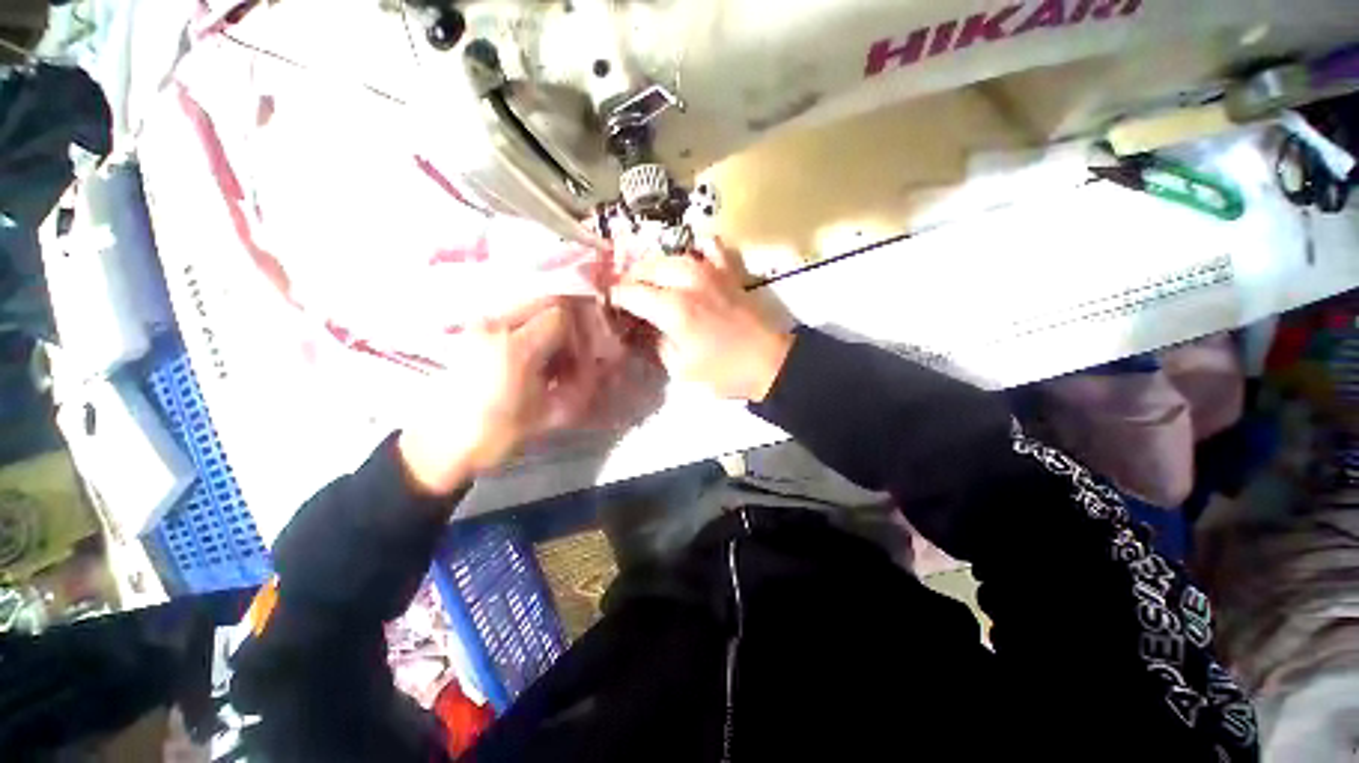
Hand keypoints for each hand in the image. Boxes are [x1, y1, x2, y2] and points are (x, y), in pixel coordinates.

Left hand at [397, 299, 595, 495]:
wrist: (440, 445)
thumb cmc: (497, 435)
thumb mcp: (548, 413)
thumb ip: (580, 385)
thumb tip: (602, 366)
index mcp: (516, 348)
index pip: (561, 315)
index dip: (581, 332)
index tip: (587, 355)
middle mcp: (495, 326)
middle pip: (546, 301)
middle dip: (570, 323)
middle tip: (576, 353)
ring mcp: (480, 325)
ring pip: (531, 306)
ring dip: (552, 326)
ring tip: (554, 359)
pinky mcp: (472, 331)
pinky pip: (514, 317)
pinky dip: (533, 330)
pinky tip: (534, 358)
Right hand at [611, 238, 793, 401]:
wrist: (768, 363)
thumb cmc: (723, 372)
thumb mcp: (679, 367)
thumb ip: (656, 342)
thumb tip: (646, 326)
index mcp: (672, 308)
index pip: (630, 292)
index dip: (615, 297)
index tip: (611, 304)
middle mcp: (687, 282)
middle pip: (647, 268)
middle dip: (632, 279)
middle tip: (629, 295)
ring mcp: (710, 271)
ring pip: (671, 255)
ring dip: (656, 266)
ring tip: (651, 281)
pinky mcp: (728, 271)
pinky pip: (709, 246)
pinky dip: (695, 250)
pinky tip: (690, 263)